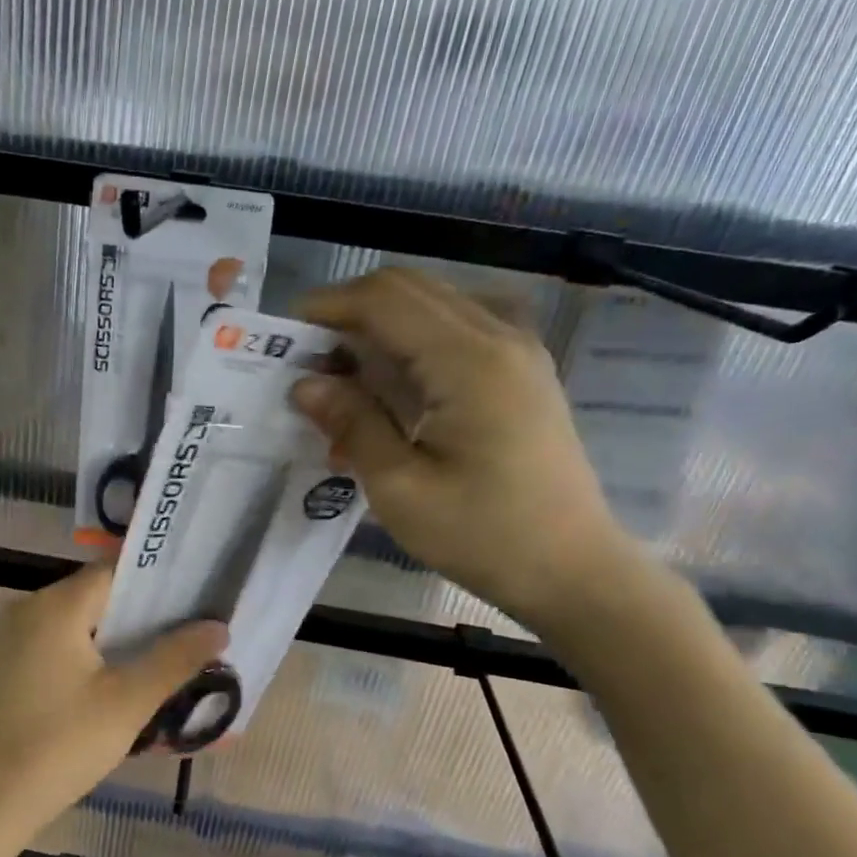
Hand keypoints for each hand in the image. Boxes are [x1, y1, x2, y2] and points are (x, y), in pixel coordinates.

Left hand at [0, 562, 226, 843]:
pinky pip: (53, 642)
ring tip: (159, 655)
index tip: (195, 597)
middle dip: (140, 611)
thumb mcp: (128, 702)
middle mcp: (26, 608)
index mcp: (55, 606)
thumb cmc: (62, 745)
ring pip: (74, 620)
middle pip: (94, 594)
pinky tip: (112, 678)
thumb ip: (175, 658)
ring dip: (113, 634)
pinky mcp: (2, 665)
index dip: (157, 582)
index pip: (114, 572)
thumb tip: (218, 627)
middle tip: (186, 630)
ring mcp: (8, 638)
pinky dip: (85, 650)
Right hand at [290, 268, 639, 631]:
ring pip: (434, 304)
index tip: (284, 336)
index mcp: (468, 361)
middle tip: (310, 360)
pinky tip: (394, 387)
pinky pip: (458, 328)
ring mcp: (518, 350)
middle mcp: (498, 337)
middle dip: (350, 312)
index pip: (385, 301)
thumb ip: (353, 425)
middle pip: (410, 289)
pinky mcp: (522, 371)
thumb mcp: (401, 489)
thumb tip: (305, 384)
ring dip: (380, 326)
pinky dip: (414, 341)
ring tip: (344, 378)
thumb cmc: (483, 535)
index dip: (328, 307)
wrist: (571, 568)